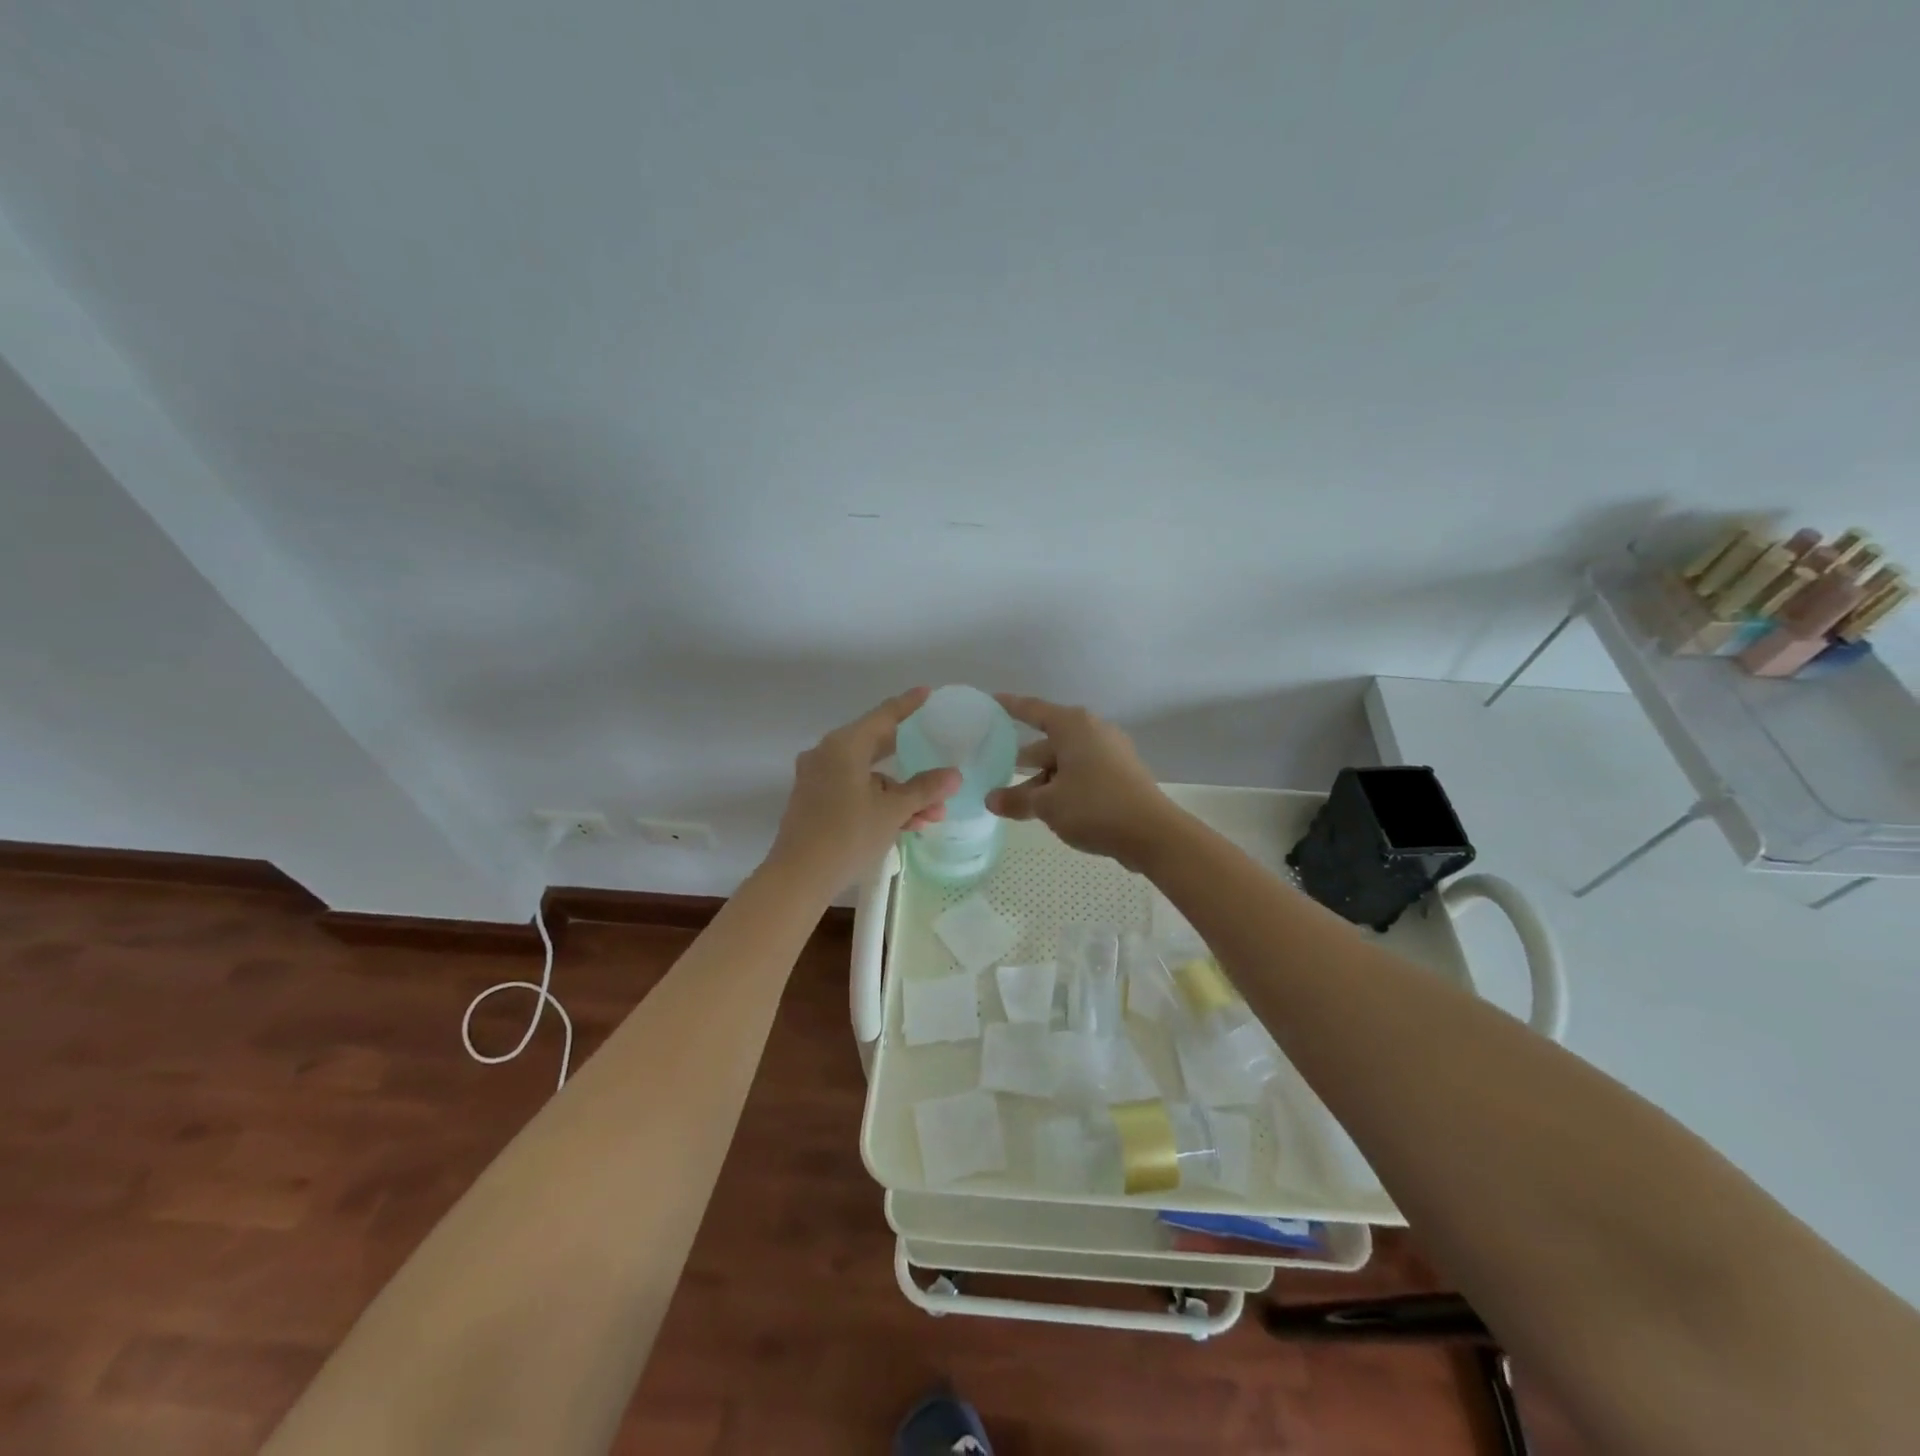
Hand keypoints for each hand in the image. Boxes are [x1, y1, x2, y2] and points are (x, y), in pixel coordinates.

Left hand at [767, 688, 961, 891]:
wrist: (798, 877)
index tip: (927, 693)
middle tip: (937, 749)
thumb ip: (924, 789)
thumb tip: (954, 774)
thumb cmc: (847, 836)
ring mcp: (818, 779)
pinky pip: (855, 791)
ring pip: (869, 775)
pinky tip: (909, 823)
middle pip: (876, 745)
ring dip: (901, 792)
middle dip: (912, 759)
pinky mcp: (815, 801)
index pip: (884, 716)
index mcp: (844, 746)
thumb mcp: (892, 811)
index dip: (908, 705)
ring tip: (933, 813)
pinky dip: (880, 801)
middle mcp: (827, 754)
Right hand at [985, 695, 1181, 871]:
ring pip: (1065, 761)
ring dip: (1043, 780)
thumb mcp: (1047, 805)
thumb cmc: (1094, 807)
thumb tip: (991, 800)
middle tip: (996, 772)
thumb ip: (1016, 801)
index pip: (1032, 710)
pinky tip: (1051, 809)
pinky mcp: (1121, 774)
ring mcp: (1110, 752)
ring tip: (1019, 803)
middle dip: (1023, 760)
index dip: (1010, 707)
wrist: (1153, 833)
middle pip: (1048, 742)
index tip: (991, 702)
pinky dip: (1063, 785)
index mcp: (1073, 726)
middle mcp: (1092, 731)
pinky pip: (1082, 773)